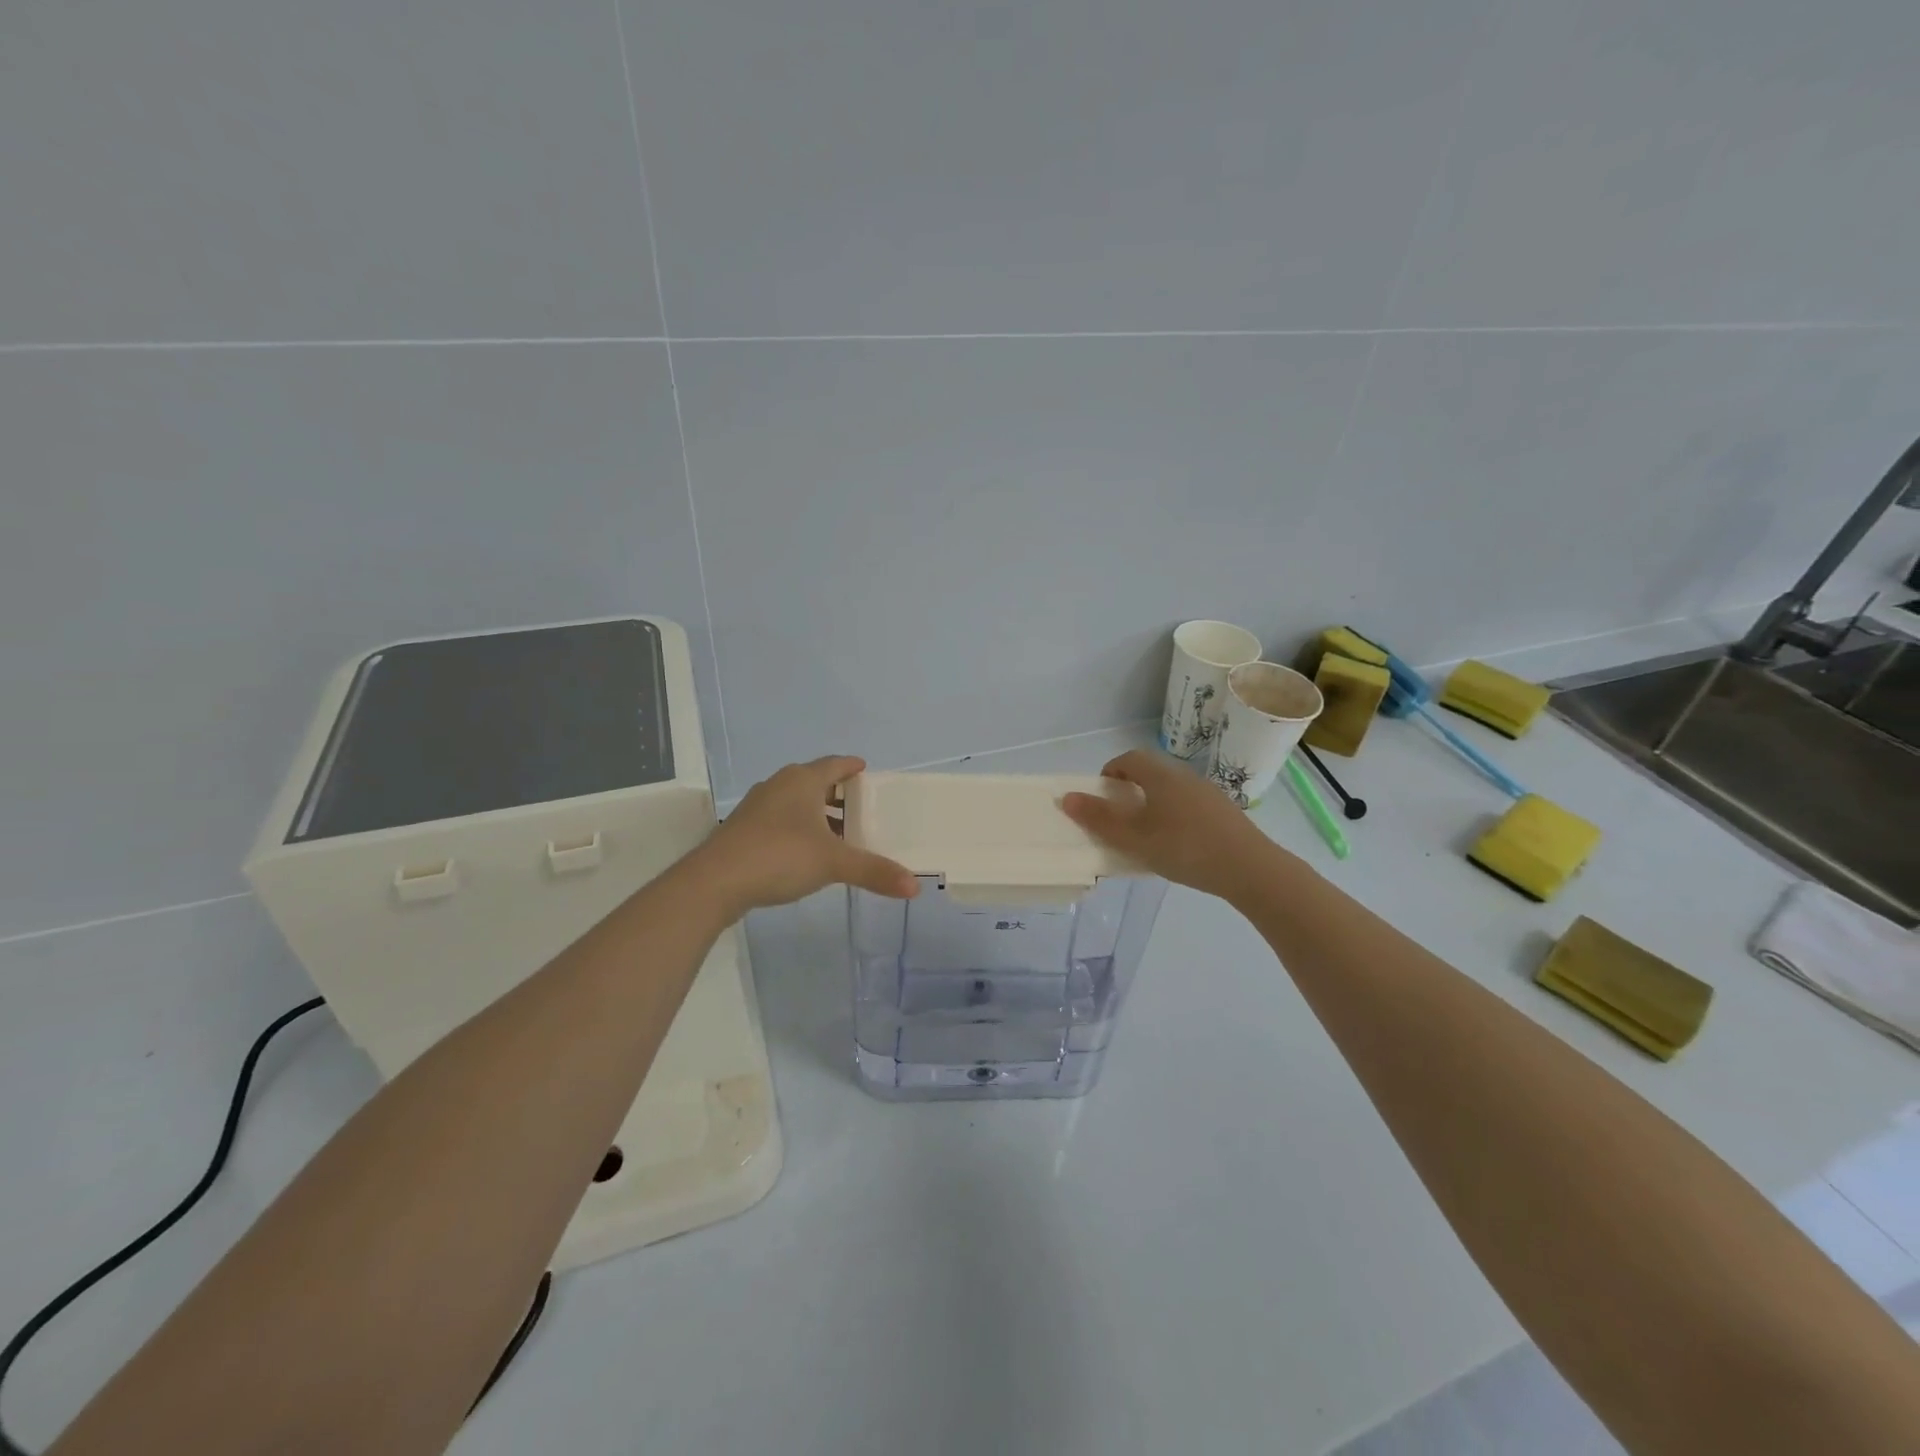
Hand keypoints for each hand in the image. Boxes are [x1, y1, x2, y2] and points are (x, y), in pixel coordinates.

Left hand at [694, 756, 918, 916]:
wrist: (715, 881)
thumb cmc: (779, 856)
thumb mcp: (833, 863)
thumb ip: (874, 871)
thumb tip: (915, 886)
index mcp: (802, 781)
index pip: (834, 764)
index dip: (852, 766)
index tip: (866, 770)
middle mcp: (779, 785)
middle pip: (814, 781)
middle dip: (837, 793)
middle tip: (860, 807)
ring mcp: (757, 807)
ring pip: (795, 802)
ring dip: (817, 813)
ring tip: (839, 833)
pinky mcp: (743, 829)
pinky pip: (780, 820)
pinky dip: (799, 828)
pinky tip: (807, 851)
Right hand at [1060, 748, 1278, 899]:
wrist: (1249, 868)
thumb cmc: (1184, 847)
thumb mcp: (1134, 837)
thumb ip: (1099, 818)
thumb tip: (1066, 797)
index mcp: (1160, 775)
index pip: (1129, 758)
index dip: (1110, 771)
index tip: (1100, 795)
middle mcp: (1184, 776)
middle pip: (1150, 773)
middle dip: (1129, 790)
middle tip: (1119, 818)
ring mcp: (1208, 793)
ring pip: (1171, 791)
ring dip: (1153, 804)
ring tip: (1146, 836)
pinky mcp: (1224, 813)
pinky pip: (1189, 806)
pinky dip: (1174, 817)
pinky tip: (1177, 847)